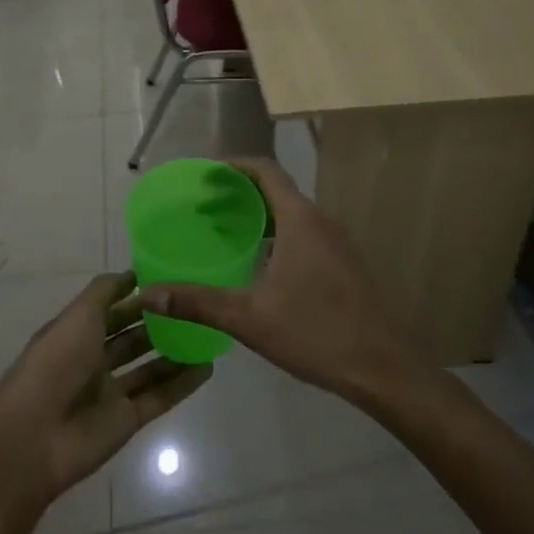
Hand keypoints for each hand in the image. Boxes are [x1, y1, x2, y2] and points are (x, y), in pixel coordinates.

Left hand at [0, 272, 211, 511]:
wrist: (35, 438)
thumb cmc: (55, 363)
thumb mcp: (78, 315)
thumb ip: (105, 292)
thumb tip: (132, 274)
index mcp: (75, 332)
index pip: (110, 309)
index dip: (135, 295)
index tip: (169, 278)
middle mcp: (92, 359)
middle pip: (131, 337)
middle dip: (158, 321)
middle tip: (194, 305)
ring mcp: (110, 392)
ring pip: (148, 366)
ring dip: (174, 351)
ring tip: (207, 332)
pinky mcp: (126, 420)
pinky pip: (160, 396)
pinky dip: (182, 383)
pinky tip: (207, 367)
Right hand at [140, 158, 421, 405]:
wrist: (384, 368)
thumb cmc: (316, 333)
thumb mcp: (249, 318)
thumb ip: (198, 302)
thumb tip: (148, 295)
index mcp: (300, 220)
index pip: (266, 170)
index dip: (234, 166)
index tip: (205, 175)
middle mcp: (321, 221)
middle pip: (277, 190)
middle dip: (240, 193)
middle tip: (204, 207)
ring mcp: (338, 243)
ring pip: (292, 214)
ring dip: (259, 216)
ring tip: (226, 232)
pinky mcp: (345, 264)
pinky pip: (305, 234)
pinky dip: (278, 235)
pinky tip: (261, 266)